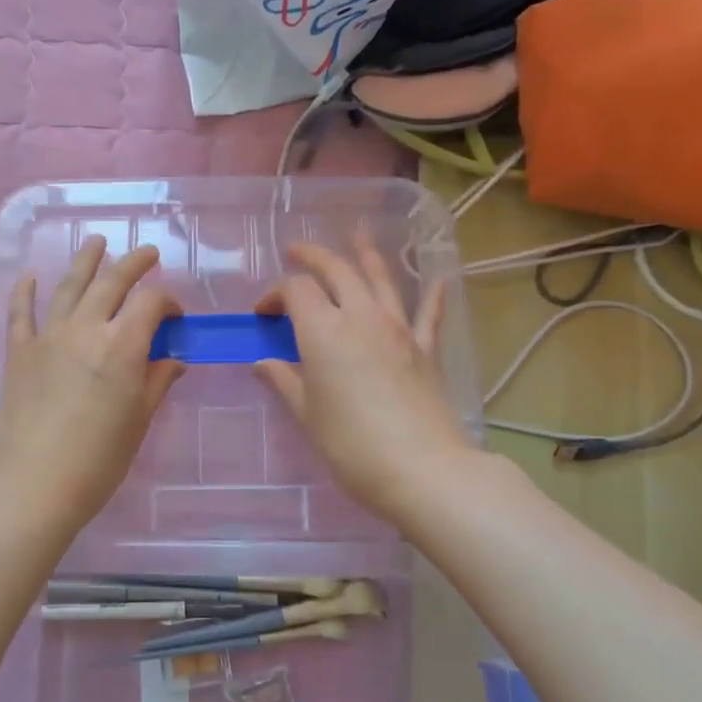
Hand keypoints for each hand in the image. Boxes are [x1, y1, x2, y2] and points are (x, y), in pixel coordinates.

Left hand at [0, 238, 185, 530]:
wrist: (32, 483)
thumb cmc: (98, 459)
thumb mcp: (139, 421)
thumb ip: (157, 382)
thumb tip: (172, 360)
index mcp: (123, 346)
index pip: (151, 303)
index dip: (168, 301)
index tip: (175, 315)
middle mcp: (86, 329)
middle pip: (112, 282)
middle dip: (134, 263)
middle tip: (147, 253)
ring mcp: (48, 337)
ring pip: (69, 286)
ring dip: (86, 261)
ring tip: (97, 242)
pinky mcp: (19, 352)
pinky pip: (21, 313)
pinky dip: (26, 291)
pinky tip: (30, 276)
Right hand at [254, 235, 474, 524]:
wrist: (421, 468)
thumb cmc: (351, 444)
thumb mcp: (307, 414)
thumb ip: (284, 380)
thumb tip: (262, 363)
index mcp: (323, 330)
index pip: (295, 291)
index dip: (275, 294)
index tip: (263, 315)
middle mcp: (360, 316)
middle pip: (336, 271)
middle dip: (313, 257)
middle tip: (296, 251)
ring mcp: (397, 328)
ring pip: (380, 278)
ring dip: (365, 254)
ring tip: (357, 233)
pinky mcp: (425, 348)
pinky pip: (428, 313)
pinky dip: (432, 294)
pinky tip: (439, 278)